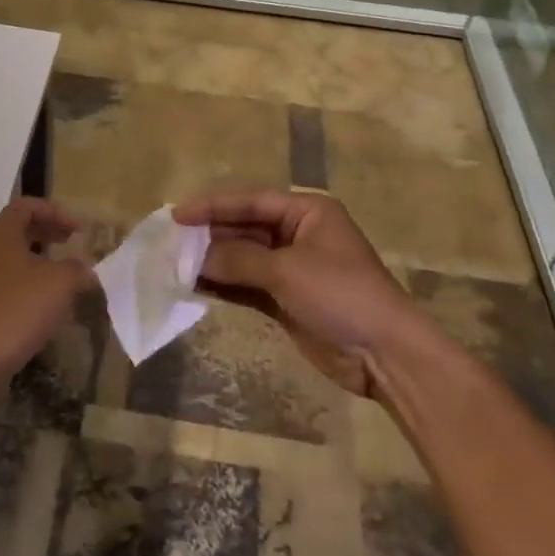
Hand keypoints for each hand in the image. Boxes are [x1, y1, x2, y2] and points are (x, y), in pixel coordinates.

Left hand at [0, 197, 95, 400]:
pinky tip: (43, 303)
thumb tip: (85, 270)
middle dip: (48, 232)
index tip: (80, 230)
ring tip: (62, 273)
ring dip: (38, 258)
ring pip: (10, 256)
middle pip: (16, 228)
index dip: (57, 212)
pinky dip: (25, 281)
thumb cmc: (17, 311)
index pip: (27, 205)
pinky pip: (3, 280)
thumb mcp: (61, 283)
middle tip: (73, 243)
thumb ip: (78, 269)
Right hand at [172, 189, 422, 396]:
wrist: (384, 354)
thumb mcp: (287, 271)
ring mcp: (292, 268)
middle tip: (170, 243)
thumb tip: (194, 258)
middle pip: (244, 228)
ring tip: (174, 265)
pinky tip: (195, 286)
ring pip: (243, 257)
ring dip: (213, 262)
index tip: (176, 215)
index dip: (212, 206)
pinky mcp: (286, 299)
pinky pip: (247, 285)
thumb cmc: (341, 295)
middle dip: (209, 236)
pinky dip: (224, 285)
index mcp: (306, 212)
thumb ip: (238, 259)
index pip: (251, 201)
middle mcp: (297, 234)